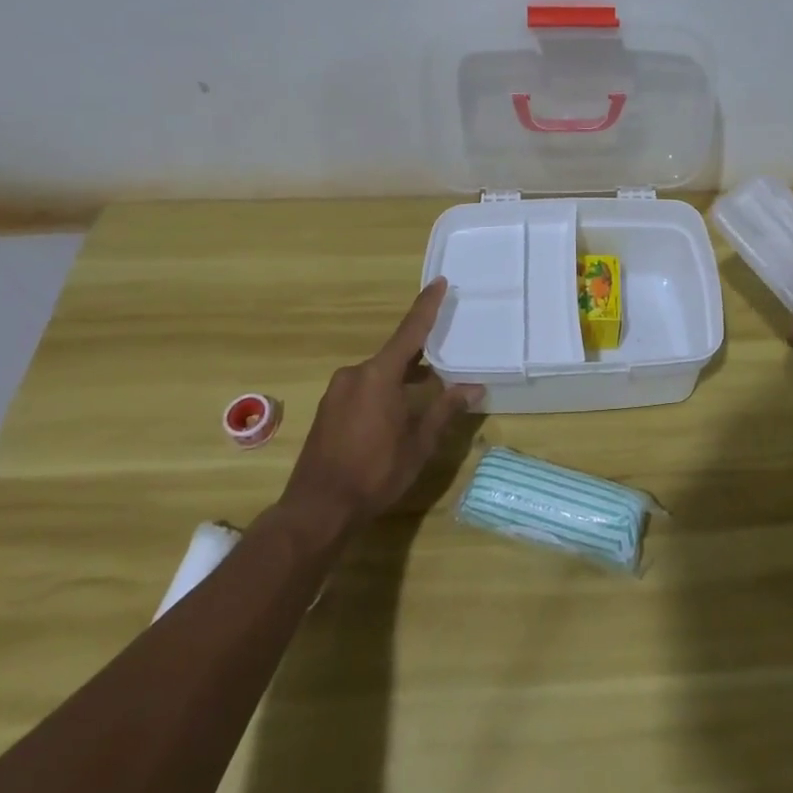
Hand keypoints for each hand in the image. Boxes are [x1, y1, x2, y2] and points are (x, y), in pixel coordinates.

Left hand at [279, 279, 483, 531]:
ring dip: (402, 377)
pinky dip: (384, 391)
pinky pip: (363, 388)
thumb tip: (474, 388)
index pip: (410, 331)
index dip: (427, 306)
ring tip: (427, 388)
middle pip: (394, 354)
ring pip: (379, 374)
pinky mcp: (328, 411)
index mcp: (379, 375)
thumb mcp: (419, 443)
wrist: (317, 510)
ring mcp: (337, 393)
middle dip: (420, 354)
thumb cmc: (375, 472)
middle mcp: (355, 375)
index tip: (439, 282)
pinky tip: (397, 412)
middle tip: (446, 351)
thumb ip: (445, 410)